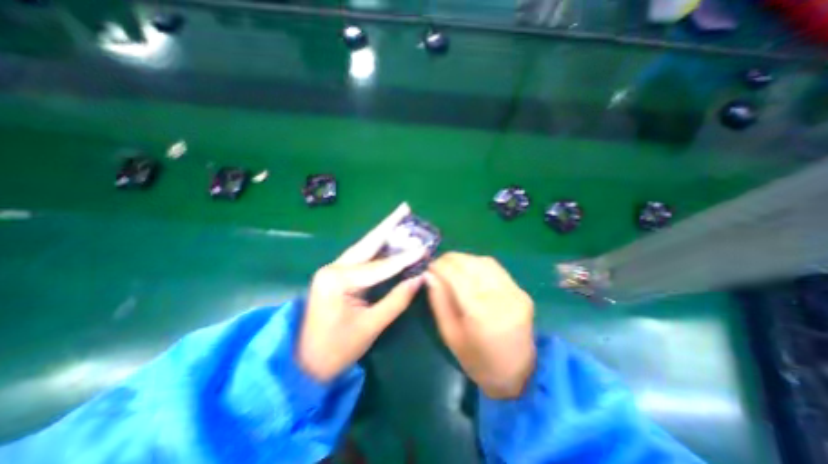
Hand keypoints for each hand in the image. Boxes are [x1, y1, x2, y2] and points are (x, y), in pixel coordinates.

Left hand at [300, 206, 426, 381]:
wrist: (304, 365)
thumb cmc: (336, 350)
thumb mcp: (370, 327)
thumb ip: (396, 300)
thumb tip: (419, 279)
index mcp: (338, 280)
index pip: (379, 266)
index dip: (404, 259)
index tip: (423, 248)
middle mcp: (333, 268)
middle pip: (367, 243)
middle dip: (388, 225)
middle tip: (405, 208)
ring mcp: (333, 270)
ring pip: (363, 247)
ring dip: (383, 233)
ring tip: (399, 218)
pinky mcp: (336, 275)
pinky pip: (361, 258)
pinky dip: (377, 249)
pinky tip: (388, 239)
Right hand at [426, 253, 536, 398]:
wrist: (518, 374)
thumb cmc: (477, 360)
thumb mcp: (450, 335)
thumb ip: (438, 301)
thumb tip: (429, 275)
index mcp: (481, 314)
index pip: (457, 276)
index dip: (440, 266)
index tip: (428, 266)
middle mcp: (501, 298)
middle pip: (472, 265)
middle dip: (451, 260)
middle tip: (437, 264)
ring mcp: (515, 293)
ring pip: (484, 262)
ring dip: (464, 259)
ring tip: (450, 265)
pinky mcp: (521, 291)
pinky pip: (496, 268)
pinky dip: (478, 264)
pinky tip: (469, 269)